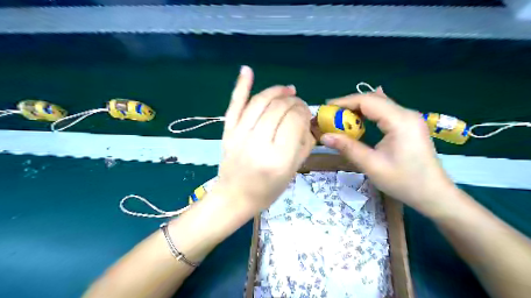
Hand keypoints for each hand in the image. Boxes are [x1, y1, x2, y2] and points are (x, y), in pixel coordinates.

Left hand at [214, 65, 315, 212]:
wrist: (234, 197)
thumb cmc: (267, 190)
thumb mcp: (292, 172)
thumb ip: (303, 144)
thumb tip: (308, 119)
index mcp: (278, 158)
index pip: (294, 120)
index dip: (303, 111)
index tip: (306, 113)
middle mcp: (258, 143)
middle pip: (278, 108)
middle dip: (293, 101)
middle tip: (299, 104)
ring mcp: (239, 135)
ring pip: (260, 102)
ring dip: (276, 91)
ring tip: (287, 90)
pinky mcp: (228, 132)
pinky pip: (234, 105)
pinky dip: (241, 86)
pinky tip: (247, 70)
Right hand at [319, 90, 455, 213]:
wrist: (434, 194)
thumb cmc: (404, 182)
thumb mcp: (372, 165)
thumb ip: (348, 148)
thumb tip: (324, 137)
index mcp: (399, 121)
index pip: (367, 101)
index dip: (344, 102)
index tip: (326, 109)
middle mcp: (406, 114)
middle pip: (373, 99)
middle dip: (349, 105)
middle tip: (330, 116)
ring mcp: (409, 118)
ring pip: (379, 105)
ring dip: (359, 109)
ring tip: (341, 119)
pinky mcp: (409, 125)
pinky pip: (385, 112)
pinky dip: (369, 114)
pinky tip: (361, 119)